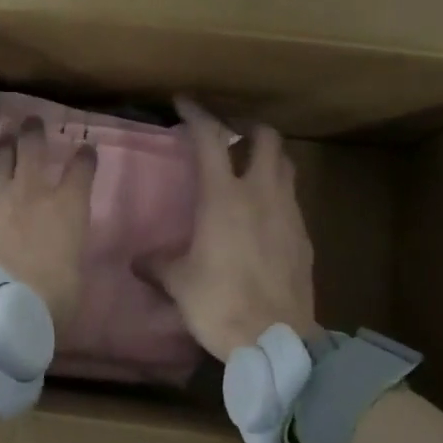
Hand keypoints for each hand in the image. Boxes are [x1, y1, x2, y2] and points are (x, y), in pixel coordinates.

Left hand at [0, 117, 95, 331]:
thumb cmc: (50, 299)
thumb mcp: (73, 279)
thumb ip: (68, 257)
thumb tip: (61, 259)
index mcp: (68, 208)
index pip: (81, 170)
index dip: (85, 158)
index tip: (85, 150)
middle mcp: (32, 193)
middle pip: (33, 148)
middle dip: (34, 132)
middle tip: (32, 122)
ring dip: (3, 147)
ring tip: (4, 140)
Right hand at [148, 97, 317, 360]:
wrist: (277, 339)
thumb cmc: (220, 303)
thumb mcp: (179, 283)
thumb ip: (158, 264)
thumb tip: (138, 261)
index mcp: (223, 197)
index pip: (211, 138)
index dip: (197, 114)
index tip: (183, 103)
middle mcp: (260, 194)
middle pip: (266, 138)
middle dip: (247, 127)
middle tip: (229, 134)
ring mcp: (288, 214)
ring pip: (285, 165)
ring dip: (267, 157)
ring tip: (248, 168)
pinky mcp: (304, 237)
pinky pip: (292, 199)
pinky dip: (277, 192)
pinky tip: (263, 214)